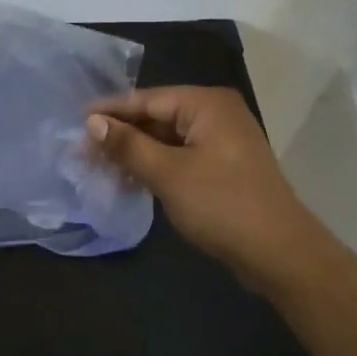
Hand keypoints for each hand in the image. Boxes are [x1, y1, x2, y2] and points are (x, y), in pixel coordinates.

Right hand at [85, 86, 317, 284]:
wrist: (282, 255)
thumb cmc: (223, 205)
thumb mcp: (168, 174)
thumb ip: (128, 145)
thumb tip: (92, 122)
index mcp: (206, 103)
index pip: (146, 99)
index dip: (109, 111)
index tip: (74, 121)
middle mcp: (216, 113)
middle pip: (156, 116)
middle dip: (120, 134)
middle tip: (81, 150)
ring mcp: (222, 140)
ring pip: (167, 138)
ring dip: (135, 152)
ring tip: (98, 166)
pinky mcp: (224, 166)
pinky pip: (180, 155)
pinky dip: (156, 165)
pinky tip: (130, 178)